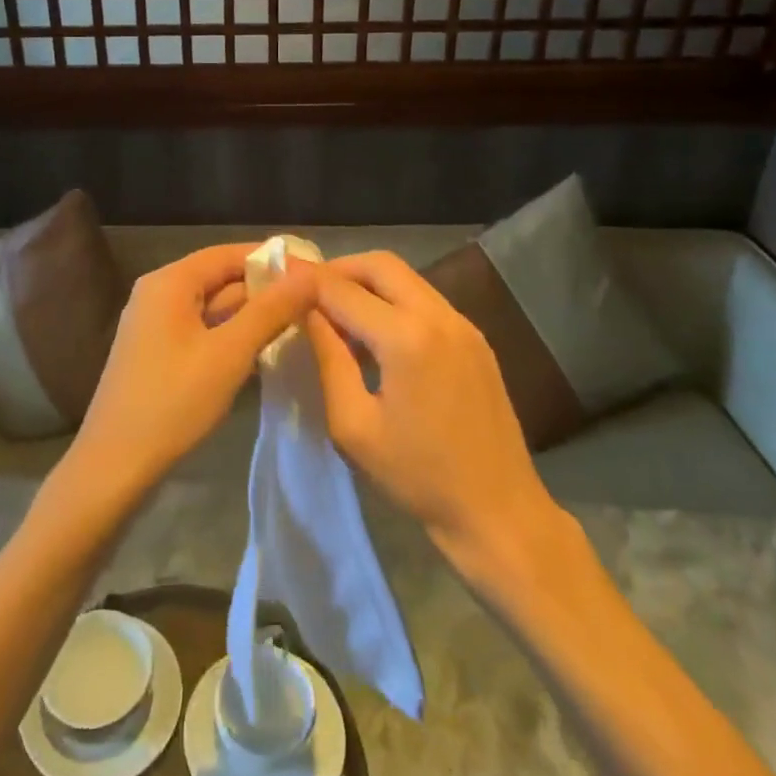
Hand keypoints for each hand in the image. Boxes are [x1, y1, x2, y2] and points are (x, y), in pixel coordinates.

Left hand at [66, 245, 315, 505]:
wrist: (115, 465)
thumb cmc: (173, 401)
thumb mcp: (230, 353)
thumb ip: (270, 310)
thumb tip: (309, 275)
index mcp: (170, 282)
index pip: (228, 254)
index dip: (271, 259)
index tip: (313, 271)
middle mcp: (158, 293)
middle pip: (219, 278)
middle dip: (264, 289)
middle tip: (314, 302)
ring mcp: (154, 324)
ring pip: (212, 307)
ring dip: (250, 314)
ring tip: (299, 322)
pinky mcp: (156, 352)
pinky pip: (201, 330)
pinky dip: (230, 334)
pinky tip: (262, 349)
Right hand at [306, 253, 568, 576]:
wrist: (498, 511)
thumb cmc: (417, 477)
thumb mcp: (354, 425)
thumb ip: (328, 359)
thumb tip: (307, 314)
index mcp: (406, 338)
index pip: (343, 289)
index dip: (306, 280)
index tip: (277, 275)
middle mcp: (439, 316)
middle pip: (380, 264)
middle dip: (339, 269)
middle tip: (308, 291)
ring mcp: (463, 324)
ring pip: (406, 278)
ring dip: (367, 283)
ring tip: (336, 312)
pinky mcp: (476, 338)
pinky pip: (425, 300)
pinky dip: (393, 301)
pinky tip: (376, 333)